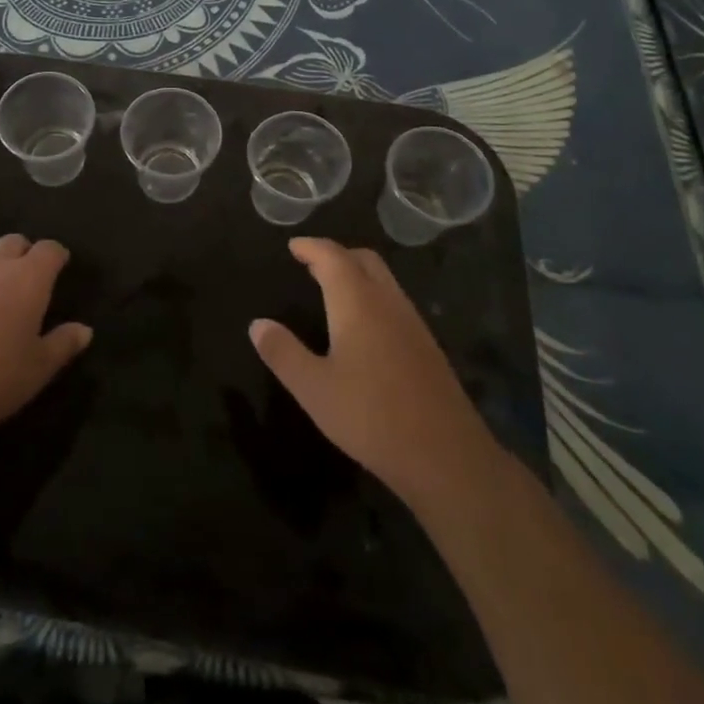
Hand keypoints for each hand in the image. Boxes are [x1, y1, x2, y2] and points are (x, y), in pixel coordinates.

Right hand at [250, 237, 496, 504]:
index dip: (311, 247)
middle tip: (311, 264)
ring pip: (384, 280)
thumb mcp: (314, 389)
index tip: (293, 246)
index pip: (332, 256)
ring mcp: (412, 323)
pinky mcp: (428, 347)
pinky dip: (373, 295)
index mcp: (357, 302)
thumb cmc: (371, 417)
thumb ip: (283, 353)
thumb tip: (257, 324)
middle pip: (363, 259)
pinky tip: (364, 326)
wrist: (447, 457)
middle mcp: (387, 302)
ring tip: (333, 289)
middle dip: (336, 254)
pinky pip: (395, 302)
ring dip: (357, 273)